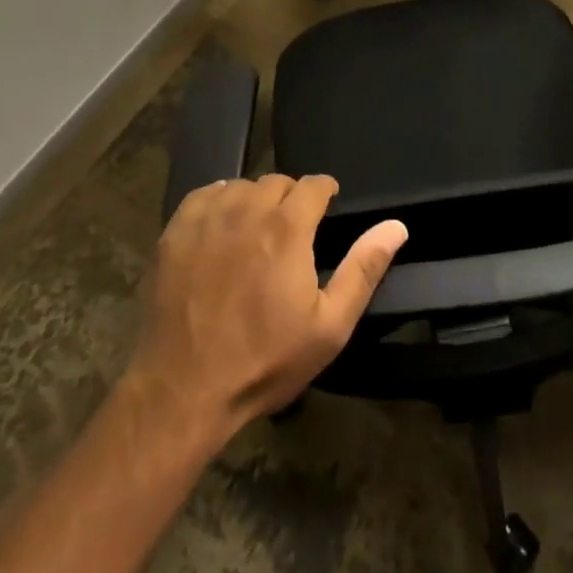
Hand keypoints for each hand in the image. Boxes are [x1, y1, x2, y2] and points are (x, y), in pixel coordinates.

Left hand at [127, 175, 406, 439]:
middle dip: (290, 199)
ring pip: (241, 186)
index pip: (314, 184)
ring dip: (254, 200)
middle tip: (291, 232)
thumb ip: (363, 269)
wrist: (184, 390)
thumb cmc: (264, 360)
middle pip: (277, 182)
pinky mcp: (176, 230)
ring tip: (256, 232)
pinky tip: (221, 228)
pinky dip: (219, 202)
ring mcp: (208, 218)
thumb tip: (396, 226)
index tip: (326, 209)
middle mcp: (248, 209)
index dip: (324, 193)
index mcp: (288, 227)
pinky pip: (205, 194)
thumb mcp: (329, 327)